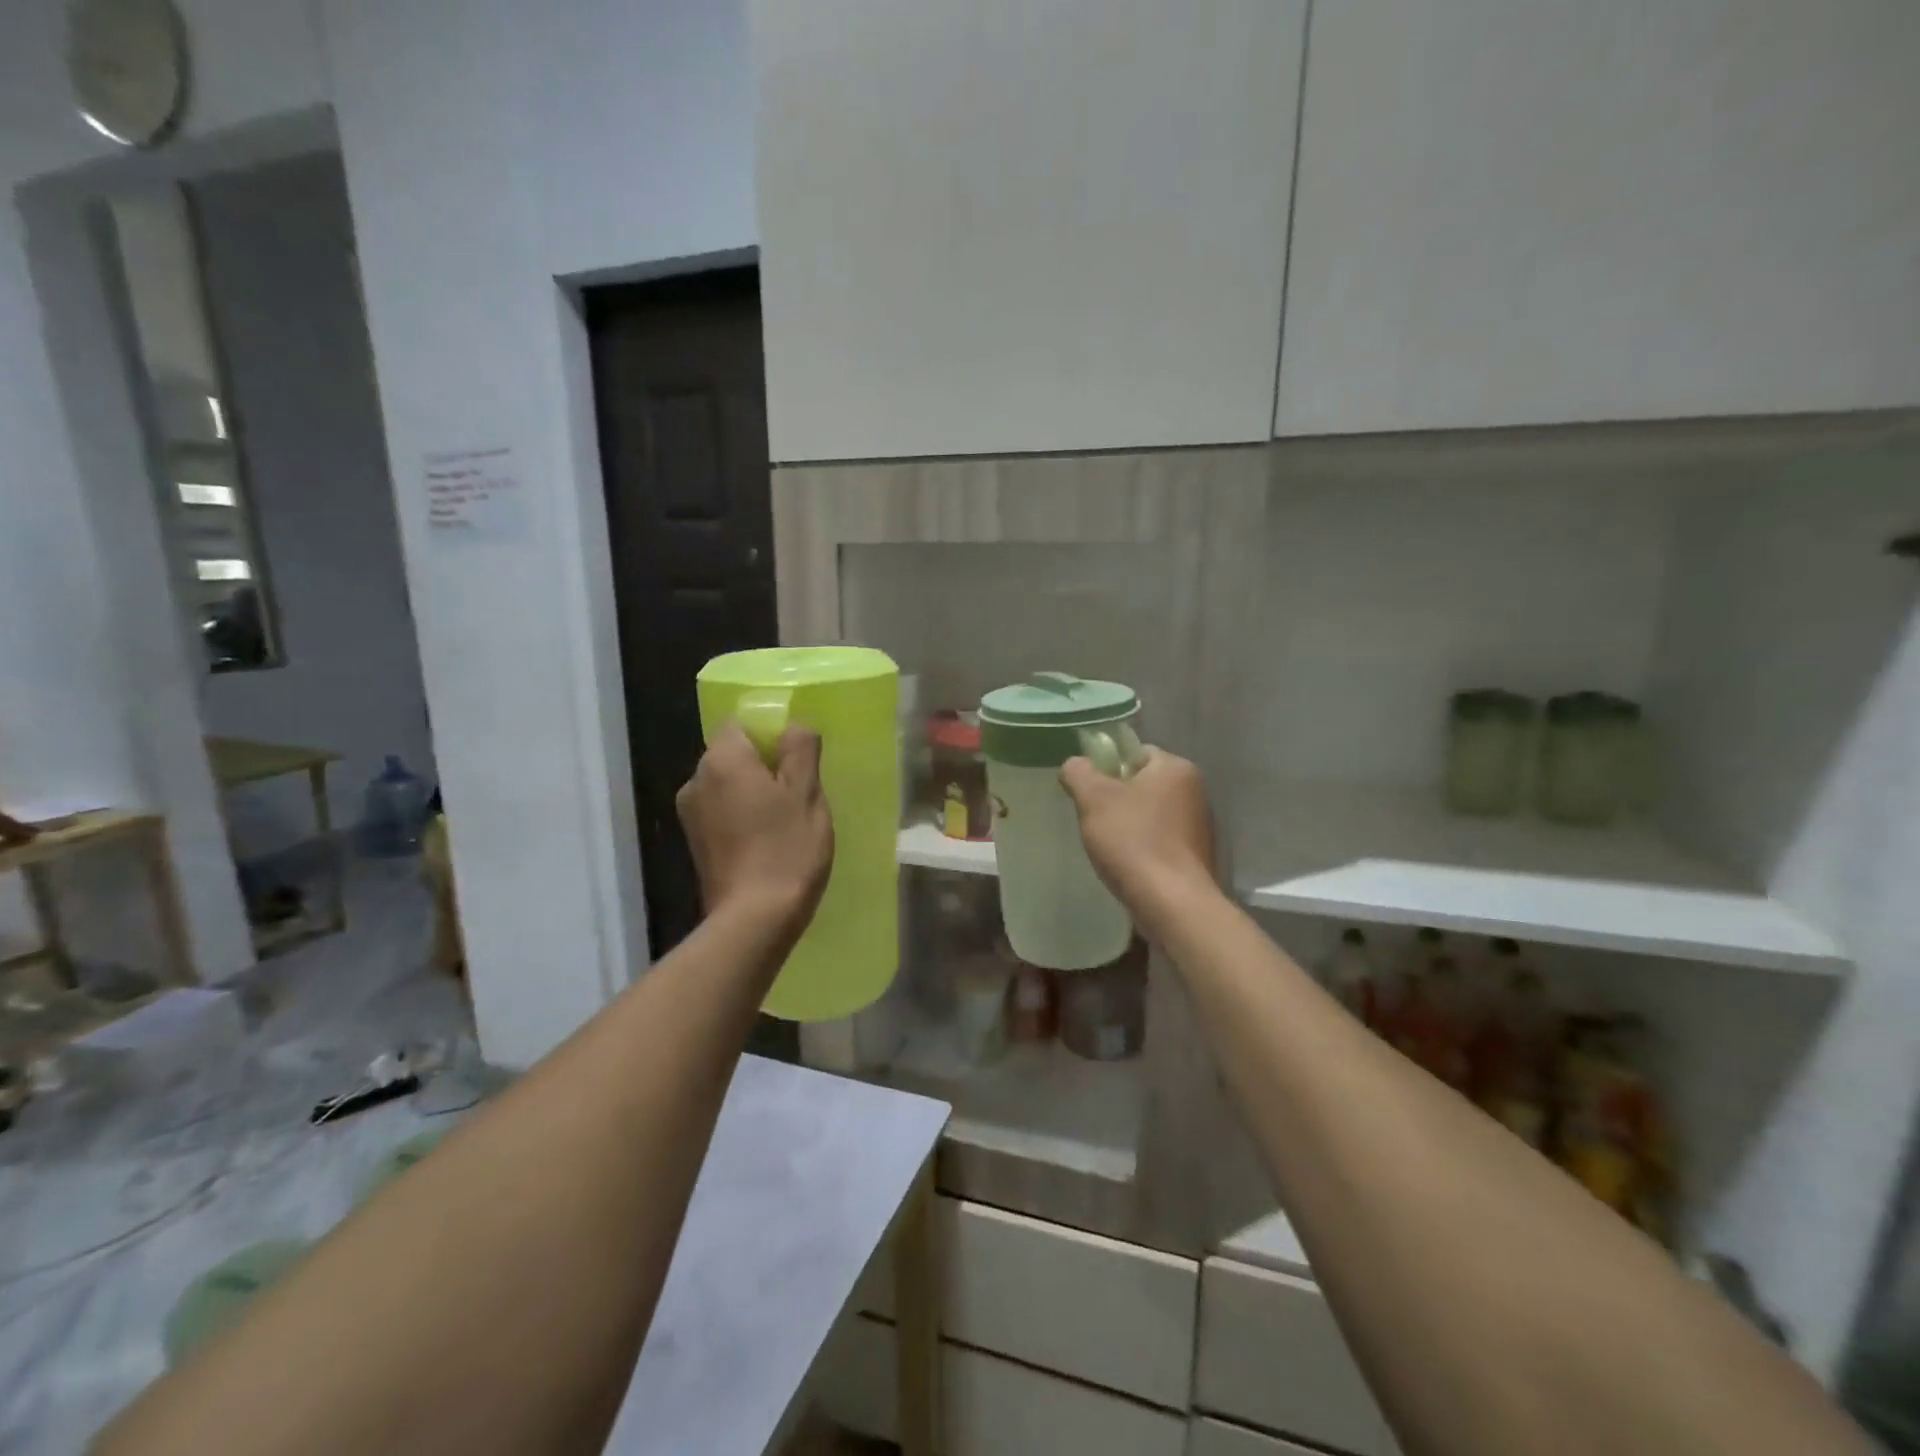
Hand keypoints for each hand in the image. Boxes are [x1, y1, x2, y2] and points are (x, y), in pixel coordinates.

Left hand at [676, 724, 833, 928]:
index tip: (797, 758)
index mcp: (722, 760)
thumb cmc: (787, 849)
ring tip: (785, 819)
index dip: (770, 733)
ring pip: (727, 784)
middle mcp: (696, 780)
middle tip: (799, 791)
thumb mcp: (806, 794)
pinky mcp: (695, 842)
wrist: (754, 919)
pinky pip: (722, 811)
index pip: (741, 723)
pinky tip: (767, 839)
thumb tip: (793, 727)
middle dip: (763, 764)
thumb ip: (800, 750)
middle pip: (732, 754)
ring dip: (753, 792)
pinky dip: (742, 815)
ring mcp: (691, 814)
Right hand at [1060, 747, 1216, 918]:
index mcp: (1176, 768)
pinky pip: (1160, 841)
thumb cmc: (1132, 840)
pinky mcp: (1196, 857)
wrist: (1170, 903)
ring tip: (1107, 846)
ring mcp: (1200, 826)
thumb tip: (1075, 764)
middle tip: (1092, 818)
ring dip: (1128, 825)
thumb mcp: (1093, 798)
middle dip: (1116, 799)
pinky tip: (1127, 864)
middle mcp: (1195, 792)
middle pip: (1143, 784)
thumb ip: (1079, 772)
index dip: (1107, 767)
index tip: (1089, 791)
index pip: (1136, 752)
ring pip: (1150, 814)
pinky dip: (1142, 848)